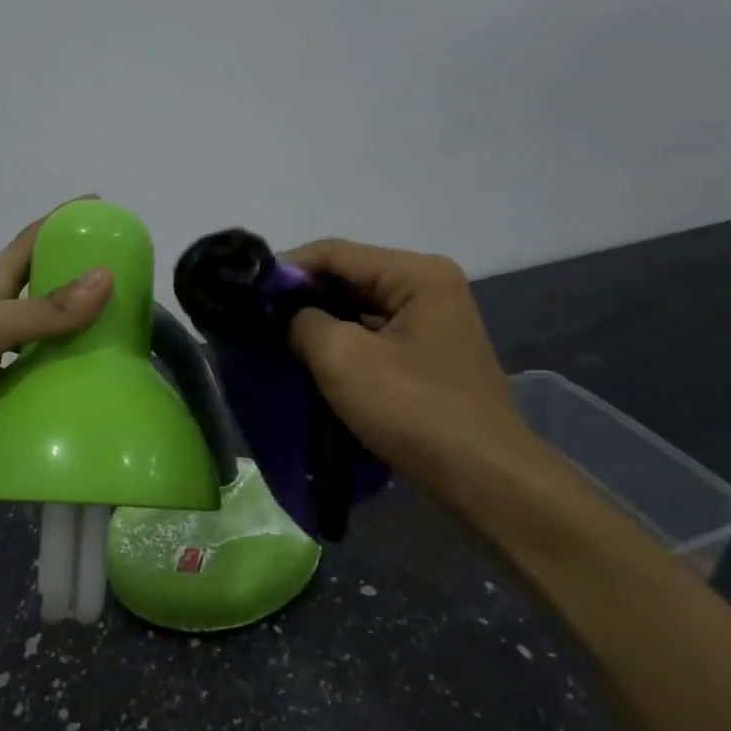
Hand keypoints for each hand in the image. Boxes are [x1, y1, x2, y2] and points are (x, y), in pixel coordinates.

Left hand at [0, 202, 113, 460]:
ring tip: (100, 355)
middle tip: (120, 298)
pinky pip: (3, 383)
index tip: (102, 208)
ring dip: (55, 343)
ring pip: (21, 341)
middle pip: (32, 291)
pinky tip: (52, 404)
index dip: (64, 221)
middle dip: (71, 286)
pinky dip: (28, 388)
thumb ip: (43, 310)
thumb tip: (107, 276)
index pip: (31, 241)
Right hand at [283, 239, 543, 501]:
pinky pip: (377, 335)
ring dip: (322, 323)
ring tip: (278, 341)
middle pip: (351, 277)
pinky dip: (345, 344)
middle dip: (303, 297)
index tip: (246, 294)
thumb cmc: (414, 410)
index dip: (286, 269)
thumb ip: (304, 322)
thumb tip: (288, 314)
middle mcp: (431, 286)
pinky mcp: (431, 354)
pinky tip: (315, 362)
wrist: (483, 477)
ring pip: (362, 308)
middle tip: (257, 320)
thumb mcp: (344, 360)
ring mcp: (435, 321)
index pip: (336, 253)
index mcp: (417, 274)